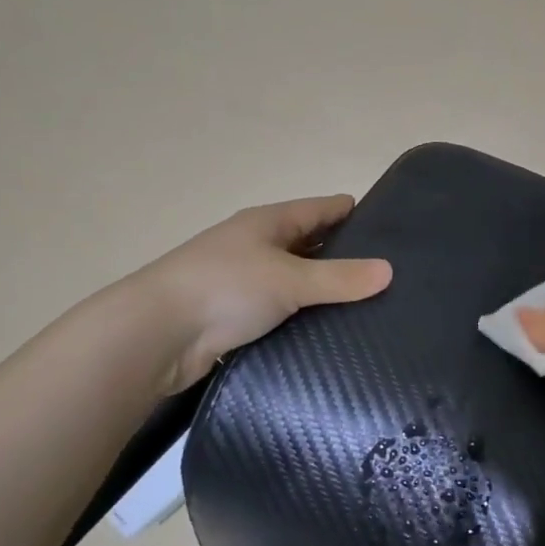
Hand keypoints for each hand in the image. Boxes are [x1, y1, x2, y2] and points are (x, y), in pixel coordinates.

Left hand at [127, 194, 391, 392]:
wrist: (154, 336)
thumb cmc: (224, 289)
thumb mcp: (290, 280)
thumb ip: (340, 278)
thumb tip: (390, 271)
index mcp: (268, 223)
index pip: (321, 209)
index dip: (352, 212)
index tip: (390, 223)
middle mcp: (256, 246)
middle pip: (309, 243)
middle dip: (344, 253)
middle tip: (387, 271)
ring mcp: (243, 281)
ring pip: (294, 280)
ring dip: (322, 289)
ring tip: (368, 304)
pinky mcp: (234, 316)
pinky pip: (280, 310)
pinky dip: (302, 316)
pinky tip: (328, 330)